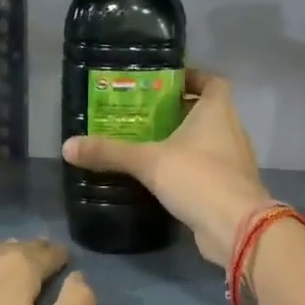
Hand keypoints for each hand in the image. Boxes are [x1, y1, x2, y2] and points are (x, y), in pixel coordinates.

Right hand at [63, 67, 272, 265]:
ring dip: (183, 141)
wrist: (236, 228)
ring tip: (147, 144)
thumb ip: (110, 152)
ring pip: (207, 141)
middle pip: (207, 111)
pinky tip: (162, 177)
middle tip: (143, 114)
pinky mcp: (230, 188)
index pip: (212, 81)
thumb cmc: (198, 178)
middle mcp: (231, 130)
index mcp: (218, 111)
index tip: (164, 82)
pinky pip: (207, 169)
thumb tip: (67, 146)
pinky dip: (188, 168)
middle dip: (178, 111)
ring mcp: (234, 161)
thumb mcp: (148, 161)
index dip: (192, 77)